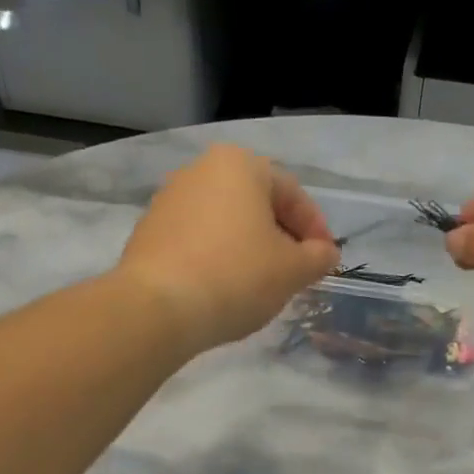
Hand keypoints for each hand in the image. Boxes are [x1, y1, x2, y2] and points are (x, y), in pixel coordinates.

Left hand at [116, 144, 339, 354]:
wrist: (157, 308)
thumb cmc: (236, 276)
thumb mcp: (293, 270)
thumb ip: (318, 257)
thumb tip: (325, 254)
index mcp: (240, 165)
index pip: (292, 193)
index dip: (316, 229)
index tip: (325, 260)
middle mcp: (201, 170)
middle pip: (256, 204)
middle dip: (281, 237)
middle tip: (296, 271)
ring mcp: (168, 199)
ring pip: (226, 221)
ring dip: (249, 247)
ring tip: (262, 283)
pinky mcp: (148, 231)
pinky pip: (197, 239)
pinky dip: (218, 257)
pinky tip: (225, 288)